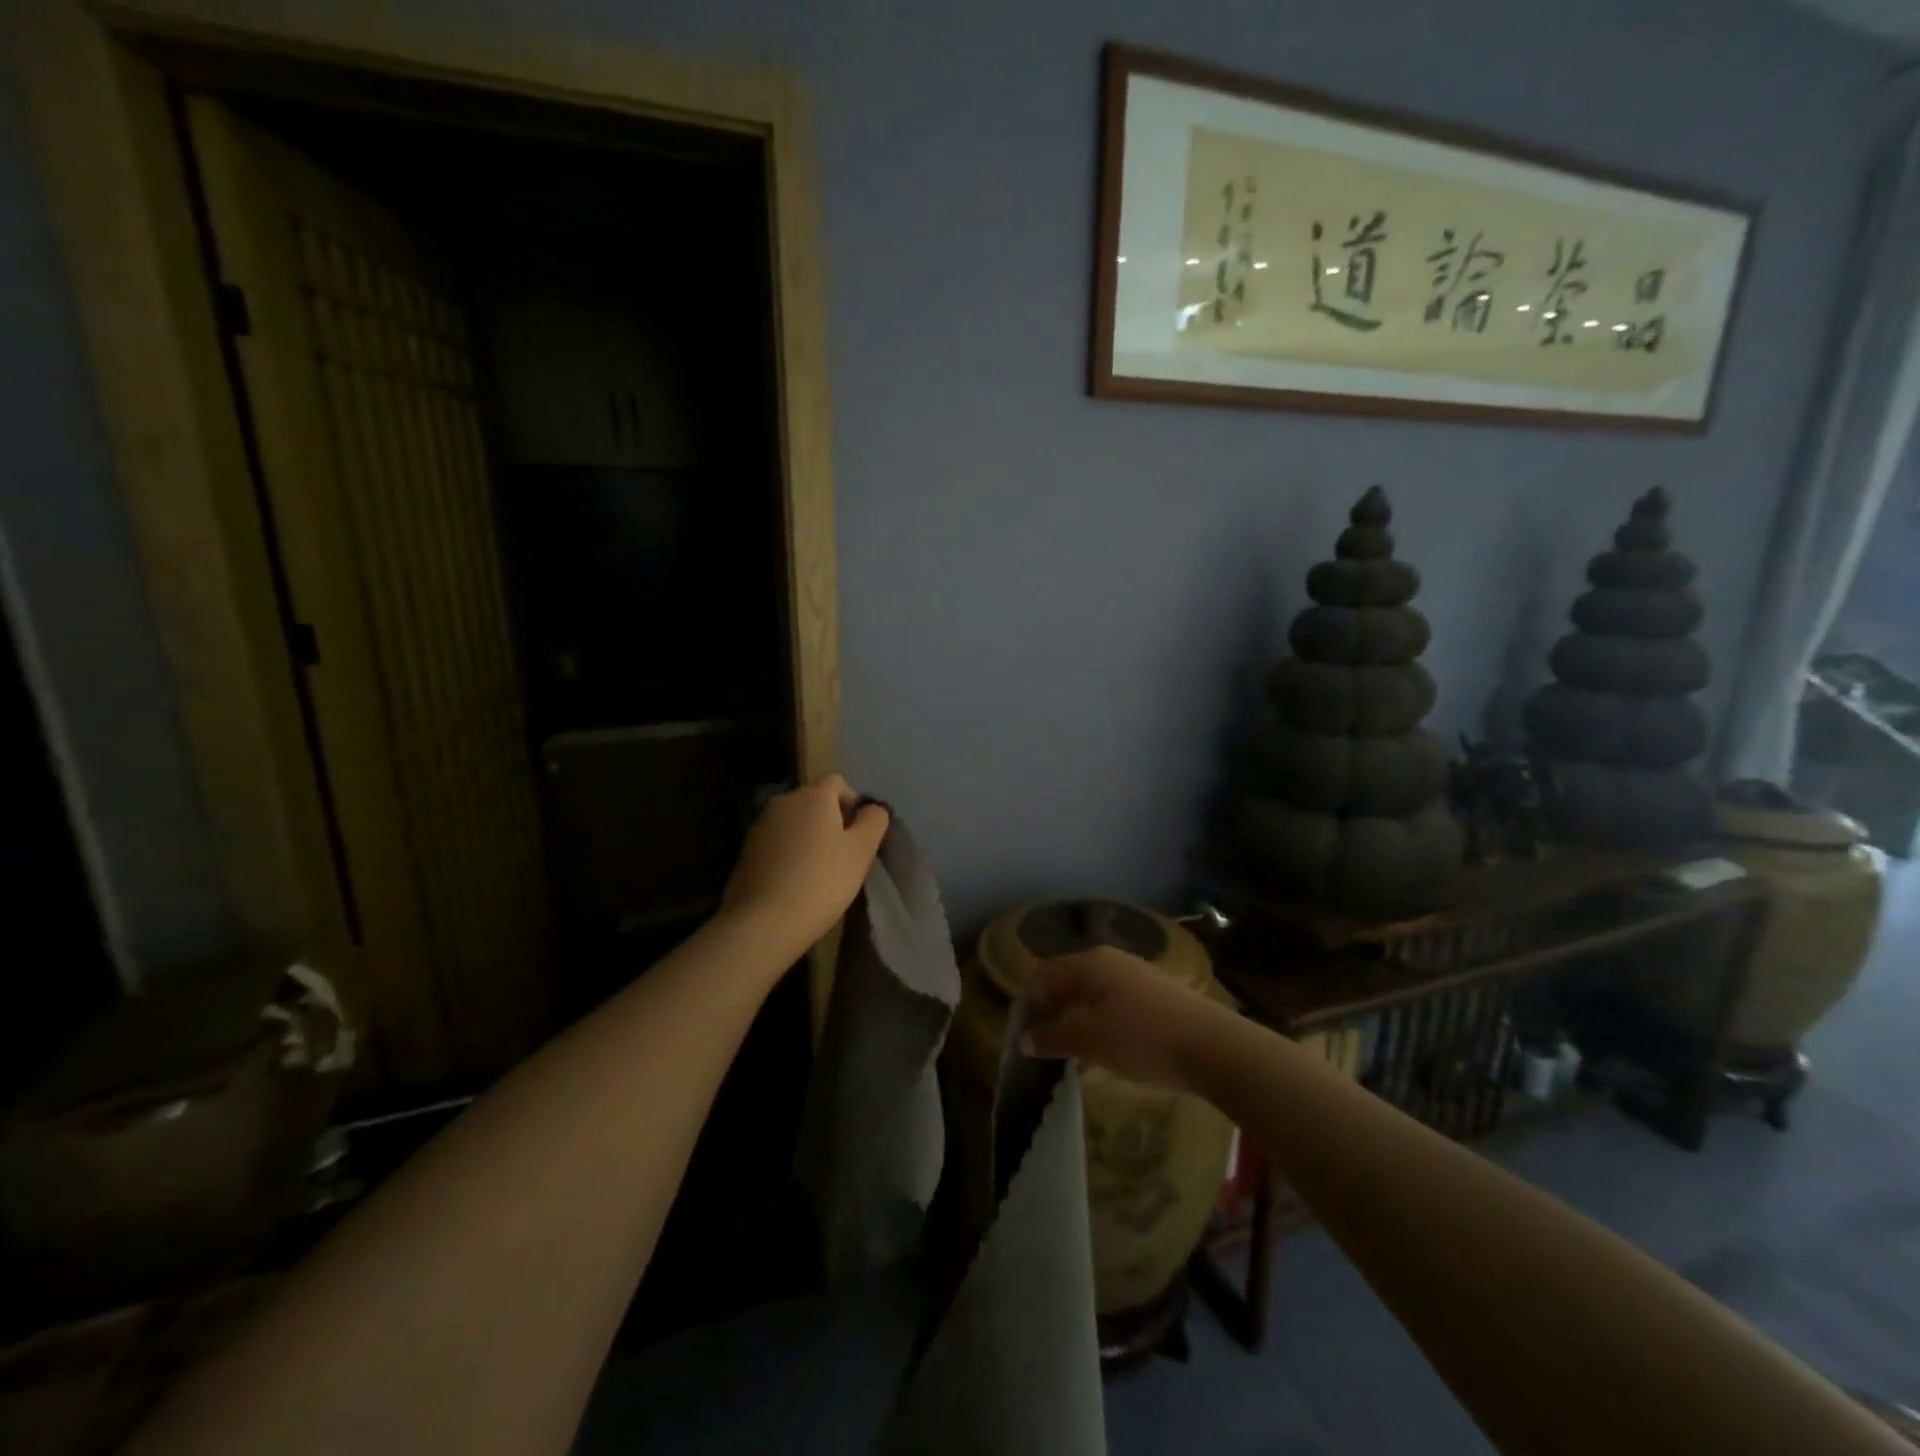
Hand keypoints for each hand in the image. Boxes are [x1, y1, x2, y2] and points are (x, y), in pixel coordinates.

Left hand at [721, 776, 888, 956]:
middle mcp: (783, 802)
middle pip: (814, 801)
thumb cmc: (821, 881)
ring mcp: (760, 826)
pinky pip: (778, 843)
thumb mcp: (861, 851)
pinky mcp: (746, 851)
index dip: (853, 802)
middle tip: (844, 855)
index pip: (837, 782)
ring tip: (820, 872)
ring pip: (795, 823)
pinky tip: (796, 883)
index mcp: (812, 796)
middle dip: (831, 821)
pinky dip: (790, 854)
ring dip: (809, 838)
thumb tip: (872, 808)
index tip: (859, 835)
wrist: (763, 922)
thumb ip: (874, 821)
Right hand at [1018, 946, 1230, 1096]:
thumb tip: (1023, 1040)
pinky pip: (1112, 1010)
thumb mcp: (1090, 1040)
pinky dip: (1097, 1030)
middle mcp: (1109, 963)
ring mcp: (1134, 979)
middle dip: (1050, 1016)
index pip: (1043, 976)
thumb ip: (1052, 1038)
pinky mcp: (1153, 1000)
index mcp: (1089, 963)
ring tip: (1067, 1060)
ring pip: (1090, 999)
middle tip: (1040, 1051)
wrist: (1213, 1047)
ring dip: (1073, 1025)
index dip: (1027, 1005)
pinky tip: (1099, 1060)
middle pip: (1066, 984)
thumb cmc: (1141, 1037)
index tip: (1021, 1040)